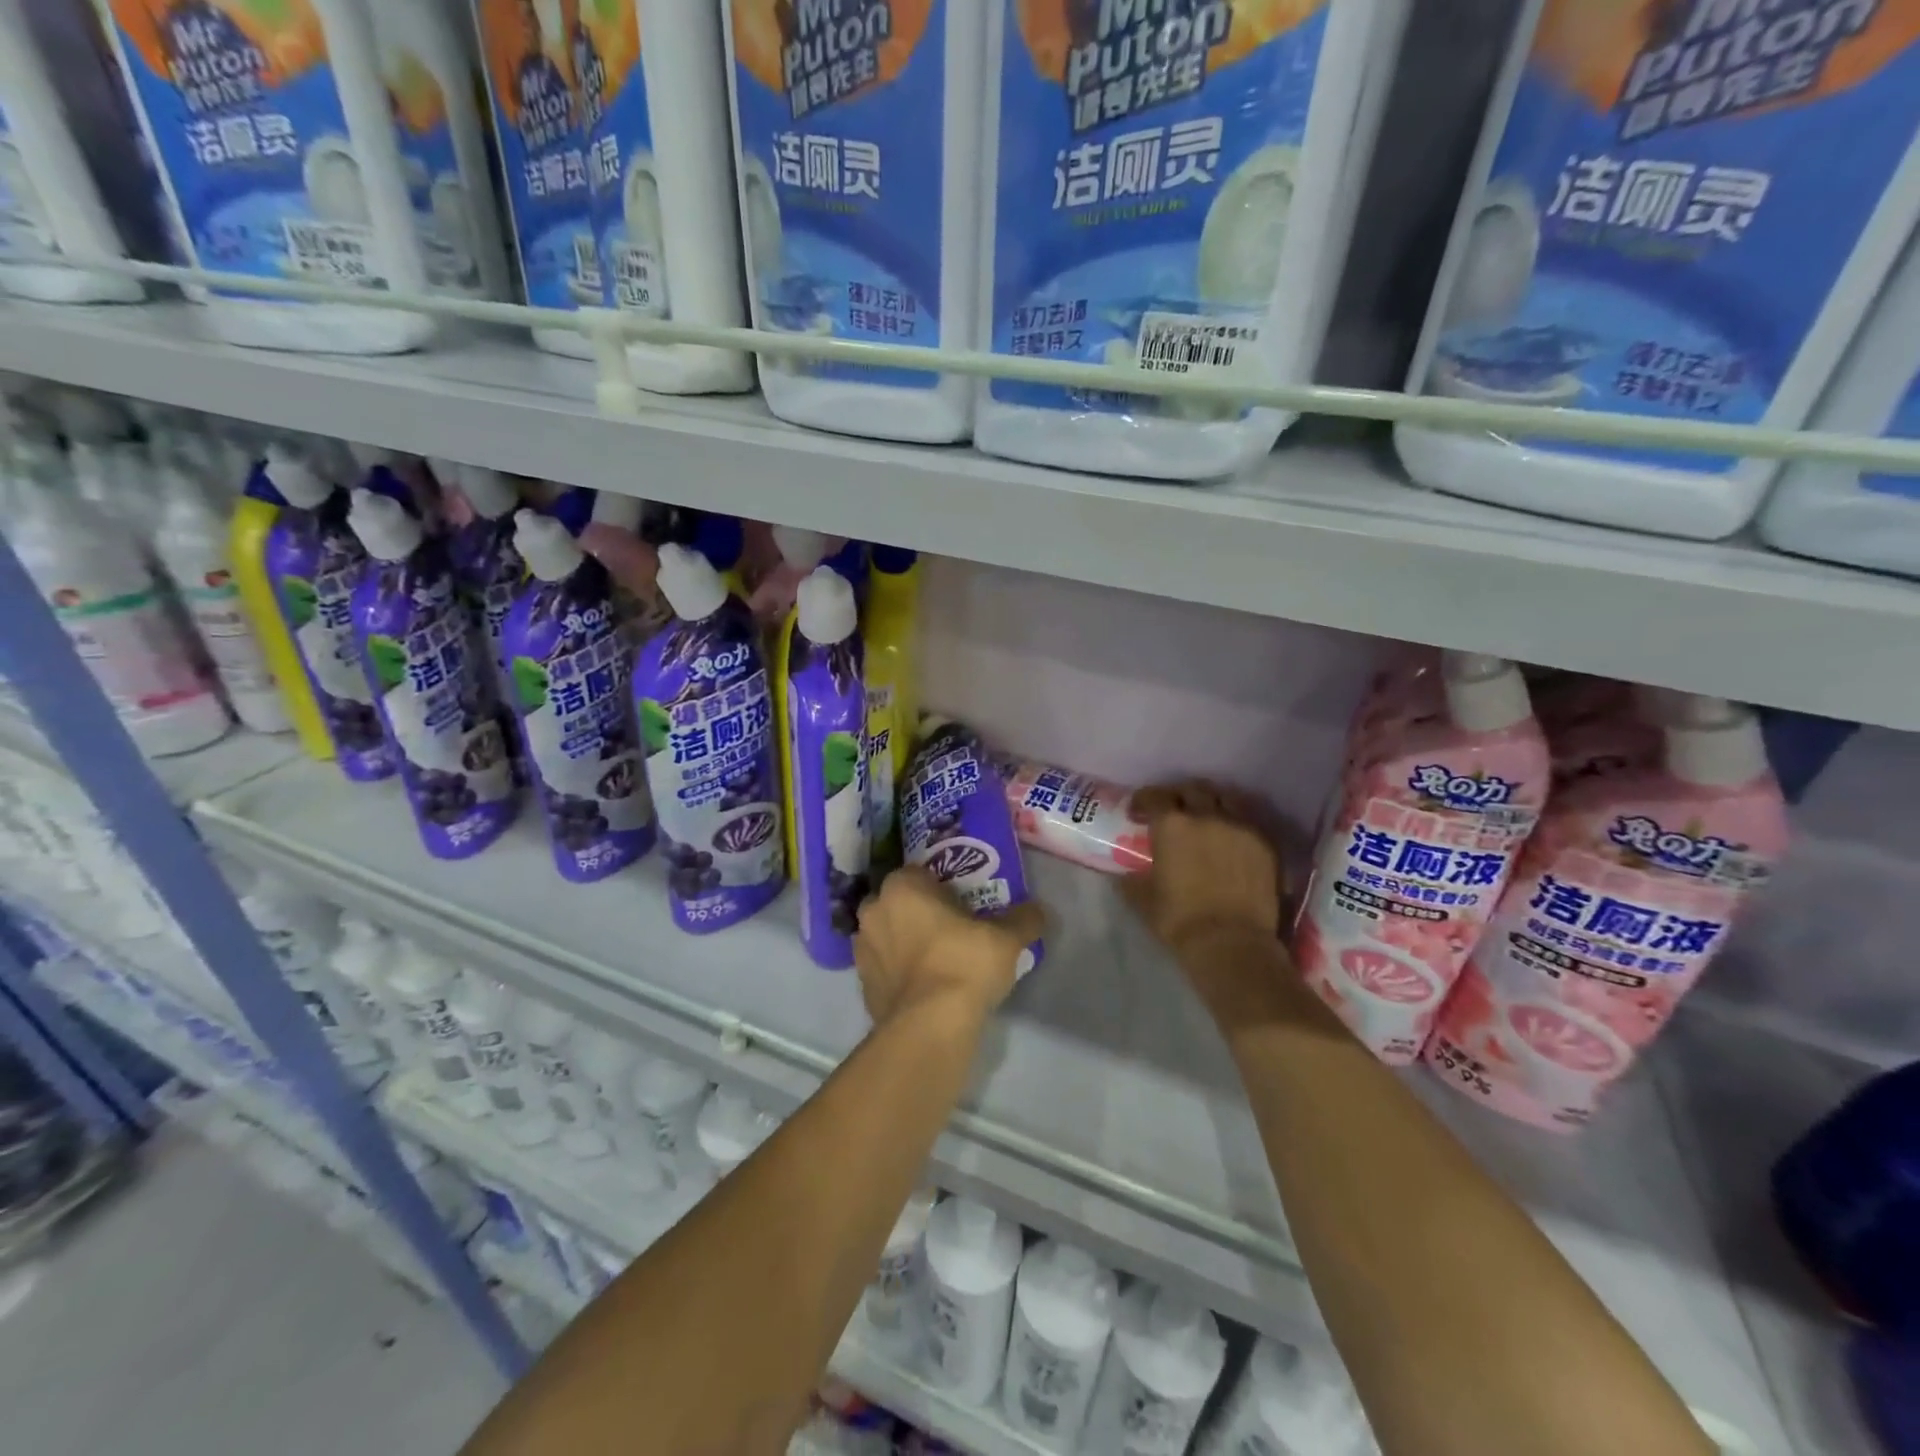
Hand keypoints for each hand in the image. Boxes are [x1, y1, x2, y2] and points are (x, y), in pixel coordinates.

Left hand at [854, 866, 1045, 1030]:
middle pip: (900, 902)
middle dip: (919, 911)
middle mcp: (875, 909)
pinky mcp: (862, 983)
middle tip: (950, 929)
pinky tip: (923, 985)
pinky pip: (884, 966)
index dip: (941, 886)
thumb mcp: (1007, 938)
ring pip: (888, 934)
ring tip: (936, 959)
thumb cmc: (964, 964)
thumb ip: (1024, 918)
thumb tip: (1038, 911)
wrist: (929, 1026)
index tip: (962, 902)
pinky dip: (899, 971)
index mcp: (902, 886)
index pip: (920, 872)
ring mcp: (862, 948)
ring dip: (905, 941)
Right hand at [1122, 780, 1298, 1026]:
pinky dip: (1235, 822)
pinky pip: (1248, 820)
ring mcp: (1240, 826)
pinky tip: (1231, 837)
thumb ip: (1131, 878)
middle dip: (1179, 796)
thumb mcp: (1142, 899)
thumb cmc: (1179, 920)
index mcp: (1172, 825)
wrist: (1231, 943)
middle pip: (1192, 790)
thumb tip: (1124, 873)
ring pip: (1225, 797)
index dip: (1144, 800)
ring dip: (1211, 802)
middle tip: (1173, 811)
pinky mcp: (1265, 842)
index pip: (1155, 796)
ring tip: (1207, 816)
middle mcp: (1206, 815)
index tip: (1139, 811)